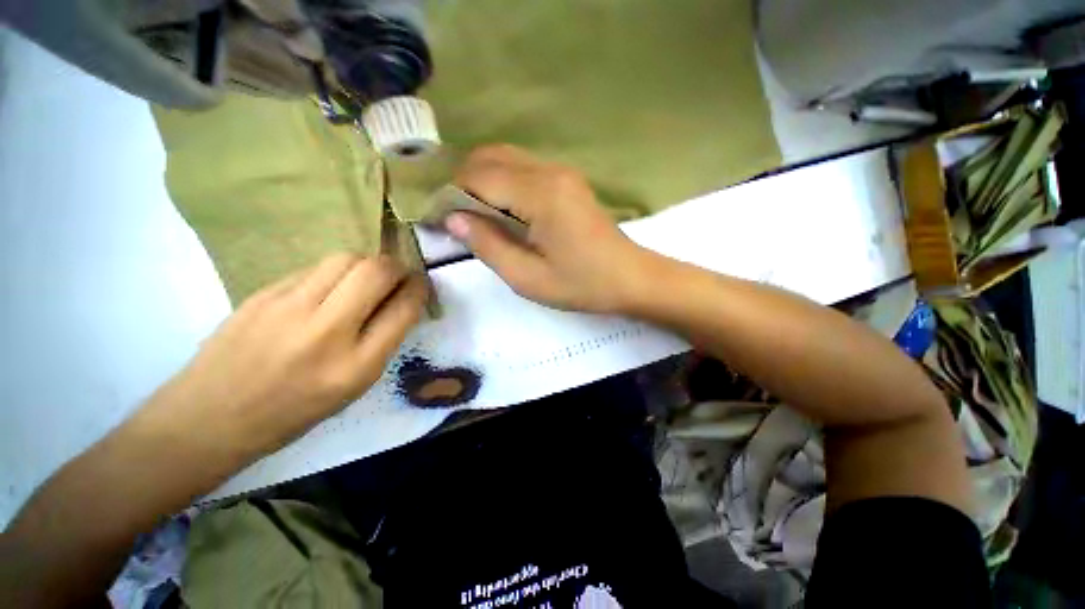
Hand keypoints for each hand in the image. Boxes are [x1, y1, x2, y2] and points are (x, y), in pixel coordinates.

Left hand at [136, 254, 425, 464]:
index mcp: (356, 366)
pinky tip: (327, 290)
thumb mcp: (354, 387)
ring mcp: (288, 308)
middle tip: (398, 277)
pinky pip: (314, 268)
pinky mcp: (263, 294)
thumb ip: (382, 341)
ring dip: (367, 264)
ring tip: (365, 280)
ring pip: (345, 258)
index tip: (421, 285)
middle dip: (398, 267)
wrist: (209, 418)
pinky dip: (334, 273)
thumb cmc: (292, 413)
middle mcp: (326, 332)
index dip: (420, 289)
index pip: (404, 309)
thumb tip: (400, 303)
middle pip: (376, 271)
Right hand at [445, 145, 646, 313]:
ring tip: (475, 216)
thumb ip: (488, 246)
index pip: (479, 177)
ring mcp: (561, 172)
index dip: (451, 196)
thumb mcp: (528, 278)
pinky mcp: (567, 180)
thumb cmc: (582, 284)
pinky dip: (502, 182)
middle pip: (489, 157)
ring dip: (482, 180)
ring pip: (506, 158)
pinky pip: (523, 168)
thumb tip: (453, 219)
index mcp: (540, 195)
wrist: (630, 278)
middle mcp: (549, 171)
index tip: (438, 221)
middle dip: (463, 183)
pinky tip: (502, 210)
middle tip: (456, 219)